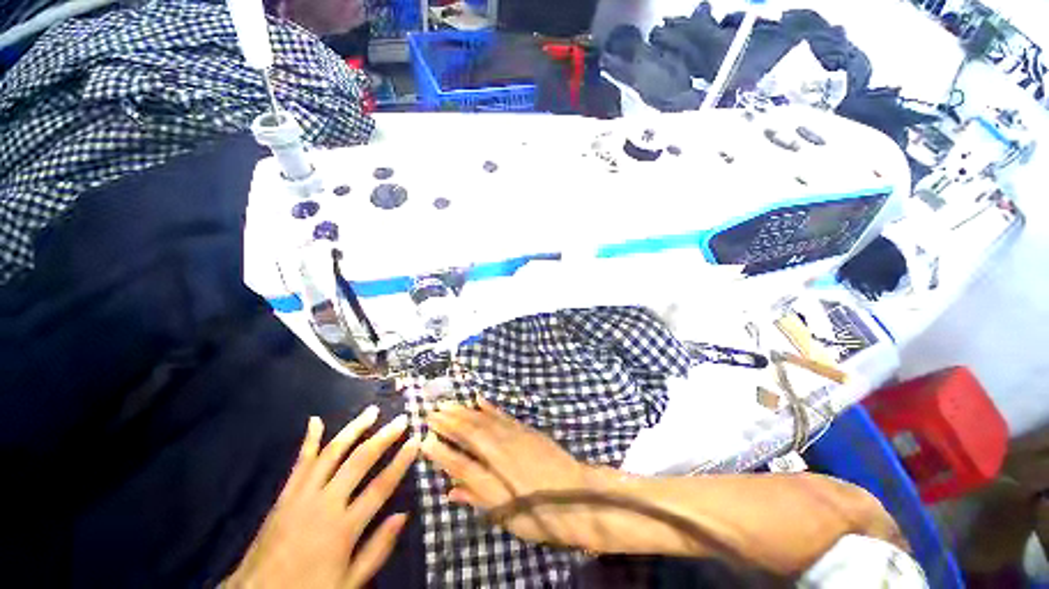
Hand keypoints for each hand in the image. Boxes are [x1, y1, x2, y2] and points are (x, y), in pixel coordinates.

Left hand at [226, 407, 418, 588]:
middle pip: (360, 461)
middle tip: (401, 419)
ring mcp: (302, 496)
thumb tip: (403, 515)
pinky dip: (309, 440)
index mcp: (343, 528)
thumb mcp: (348, 583)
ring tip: (371, 412)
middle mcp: (325, 504)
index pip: (380, 486)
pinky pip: (300, 463)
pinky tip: (316, 421)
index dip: (401, 461)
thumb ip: (377, 550)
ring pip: (332, 453)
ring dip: (354, 429)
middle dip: (383, 437)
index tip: (416, 440)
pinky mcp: (285, 495)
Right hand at [421, 397, 601, 547]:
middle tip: (431, 411)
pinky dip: (489, 407)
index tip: (424, 436)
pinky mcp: (527, 429)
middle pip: (472, 430)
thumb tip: (450, 489)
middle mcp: (502, 447)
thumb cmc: (542, 513)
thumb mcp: (507, 514)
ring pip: (485, 419)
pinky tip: (480, 400)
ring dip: (465, 410)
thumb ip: (478, 496)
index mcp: (495, 470)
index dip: (442, 446)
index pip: (462, 454)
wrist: (580, 496)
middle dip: (450, 420)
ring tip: (448, 403)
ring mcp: (516, 434)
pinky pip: (502, 415)